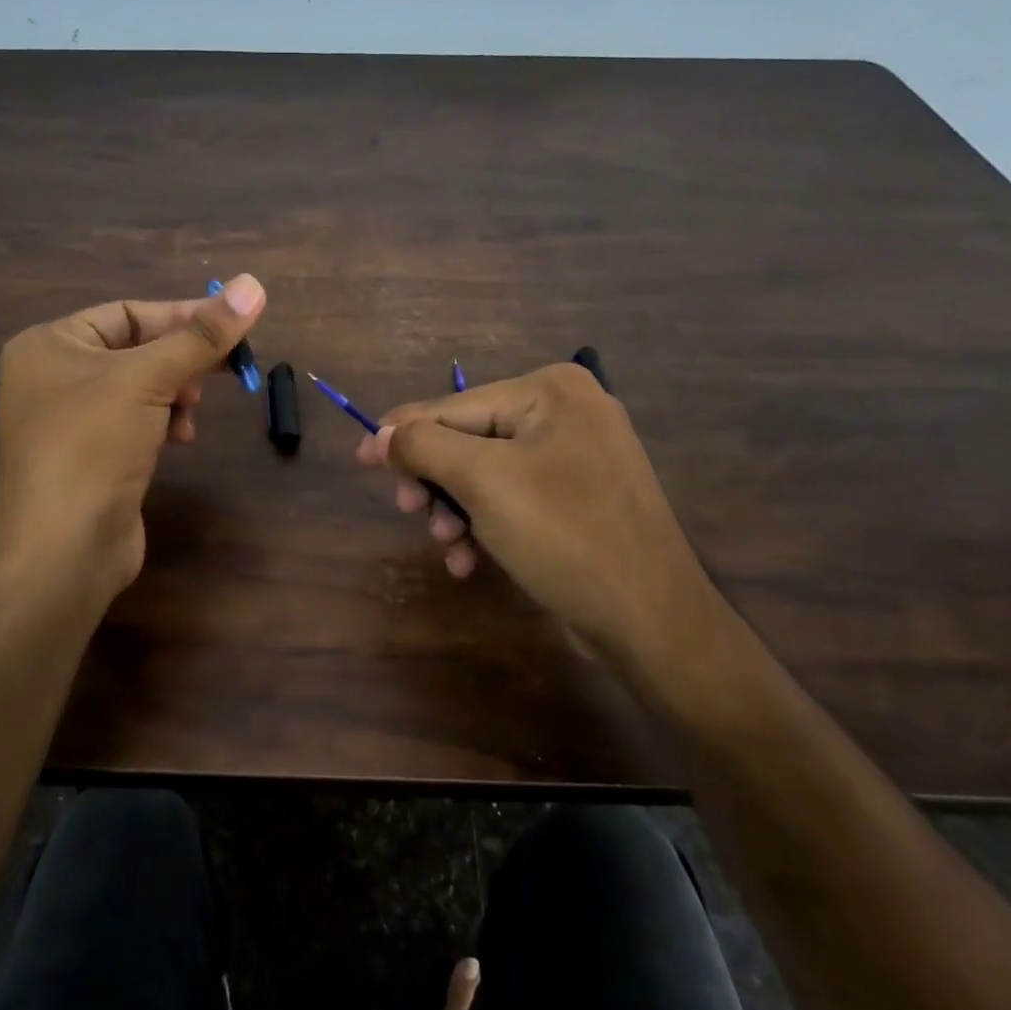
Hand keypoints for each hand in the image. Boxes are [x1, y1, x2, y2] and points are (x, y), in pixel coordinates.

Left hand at [0, 274, 265, 614]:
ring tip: (191, 412)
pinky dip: (163, 423)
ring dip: (175, 393)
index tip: (232, 327)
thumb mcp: (149, 379)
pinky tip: (180, 439)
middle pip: (136, 349)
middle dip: (180, 360)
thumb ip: (202, 335)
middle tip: (219, 372)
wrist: (61, 550)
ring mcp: (70, 421)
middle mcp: (54, 377)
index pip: (127, 312)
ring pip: (140, 388)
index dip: (182, 316)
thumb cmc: (92, 445)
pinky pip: (135, 422)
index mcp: (50, 344)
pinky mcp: (91, 458)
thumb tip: (254, 283)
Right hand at [356, 363, 723, 675]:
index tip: (359, 459)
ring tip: (447, 545)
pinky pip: (515, 498)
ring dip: (457, 509)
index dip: (402, 434)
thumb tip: (380, 433)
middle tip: (408, 512)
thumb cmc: (563, 535)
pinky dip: (487, 524)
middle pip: (469, 439)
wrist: (651, 619)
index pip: (454, 406)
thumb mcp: (483, 482)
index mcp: (550, 390)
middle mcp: (567, 411)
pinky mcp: (580, 497)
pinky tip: (470, 560)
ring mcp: (578, 456)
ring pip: (487, 473)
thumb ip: (423, 447)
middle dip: (436, 481)